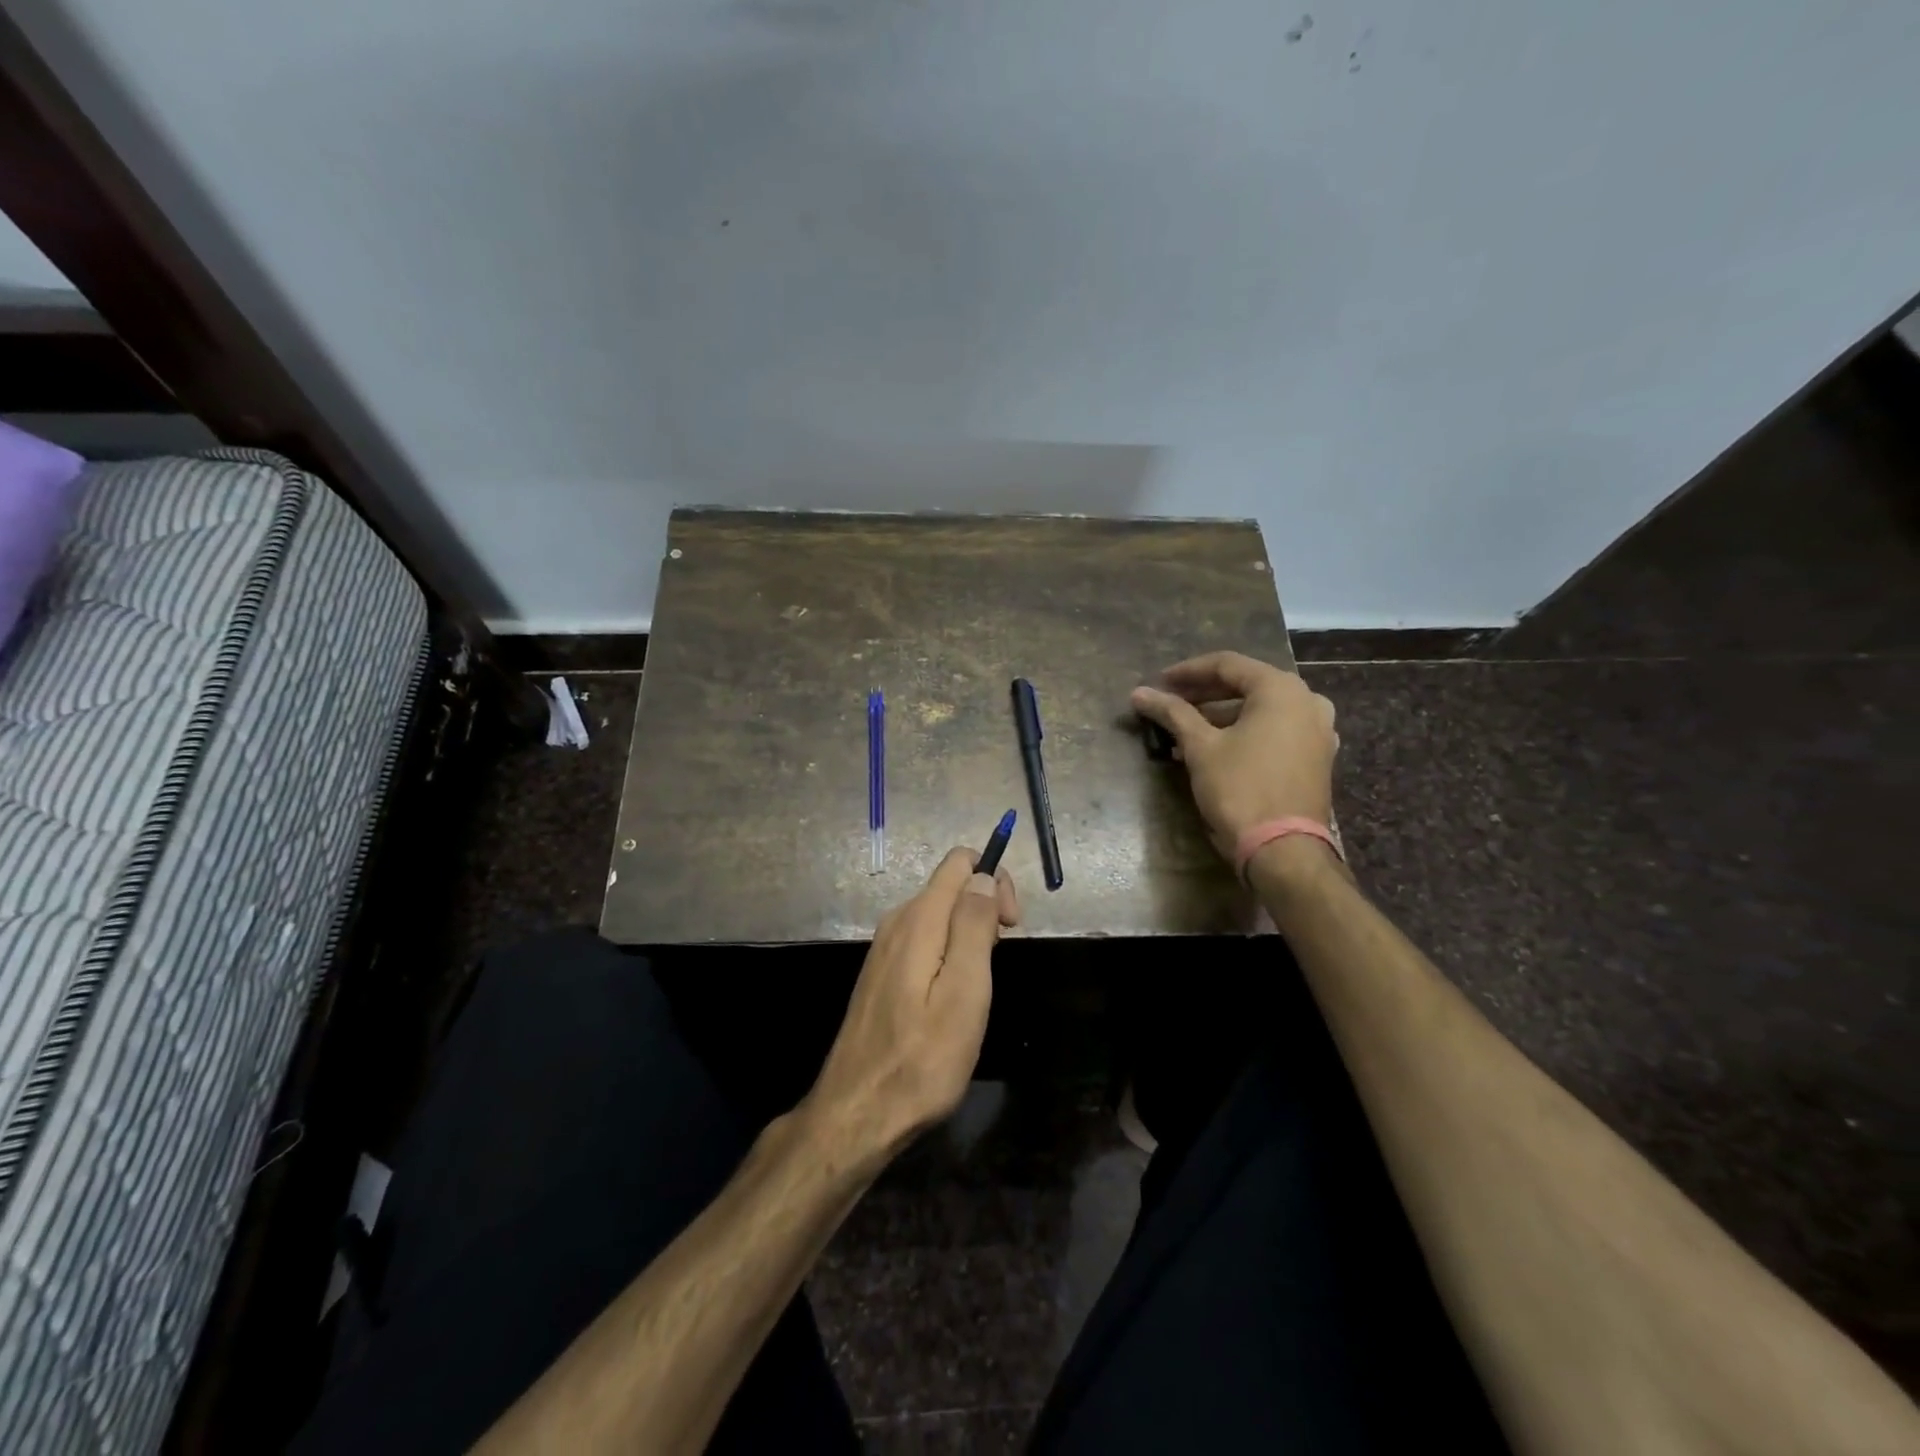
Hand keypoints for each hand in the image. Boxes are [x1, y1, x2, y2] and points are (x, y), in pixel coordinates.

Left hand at [804, 848, 1019, 1164]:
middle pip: (950, 885)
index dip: (994, 881)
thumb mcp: (964, 994)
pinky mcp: (881, 972)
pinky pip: (925, 939)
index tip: (1010, 926)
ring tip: (976, 988)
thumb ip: (974, 927)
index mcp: (919, 920)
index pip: (959, 863)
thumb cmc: (921, 1060)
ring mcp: (885, 948)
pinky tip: (951, 997)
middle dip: (984, 908)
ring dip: (968, 934)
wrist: (857, 1113)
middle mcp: (897, 922)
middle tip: (997, 963)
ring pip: (939, 914)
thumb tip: (984, 877)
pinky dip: (948, 952)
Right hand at [1130, 650, 1338, 861]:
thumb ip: (1172, 713)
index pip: (1227, 665)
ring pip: (1262, 710)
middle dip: (1205, 694)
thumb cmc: (1240, 789)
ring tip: (1186, 730)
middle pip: (1247, 685)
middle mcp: (1307, 701)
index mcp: (1282, 689)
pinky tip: (1217, 748)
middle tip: (1170, 703)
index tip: (1159, 682)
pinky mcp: (1317, 758)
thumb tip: (1139, 693)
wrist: (1284, 850)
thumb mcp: (1200, 747)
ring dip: (1223, 715)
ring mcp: (1318, 731)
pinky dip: (1246, 732)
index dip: (1188, 672)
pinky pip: (1276, 731)